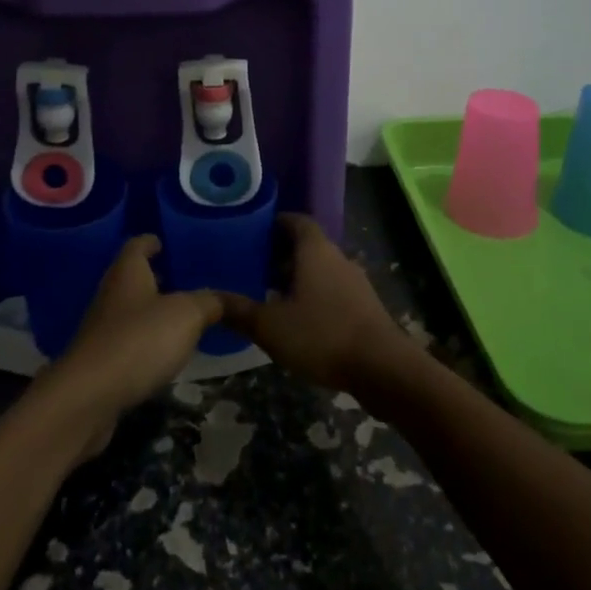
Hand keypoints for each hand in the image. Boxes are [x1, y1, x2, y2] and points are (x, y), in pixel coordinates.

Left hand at [45, 236, 221, 459]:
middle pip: (133, 277)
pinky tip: (165, 353)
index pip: (138, 244)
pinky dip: (145, 342)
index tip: (166, 242)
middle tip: (184, 279)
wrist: (88, 397)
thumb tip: (224, 298)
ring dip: (152, 311)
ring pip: (131, 310)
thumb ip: (209, 302)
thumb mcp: (187, 315)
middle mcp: (111, 294)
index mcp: (128, 271)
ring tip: (182, 316)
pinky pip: (128, 342)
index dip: (152, 241)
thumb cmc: (139, 340)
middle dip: (155, 276)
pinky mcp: (101, 362)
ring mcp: (102, 329)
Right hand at [216, 214, 416, 393]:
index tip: (252, 233)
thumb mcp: (271, 326)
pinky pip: (332, 290)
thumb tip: (208, 299)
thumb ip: (239, 311)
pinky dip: (314, 296)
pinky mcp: (364, 307)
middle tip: (253, 267)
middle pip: (307, 245)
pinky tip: (298, 320)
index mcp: (315, 250)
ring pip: (320, 269)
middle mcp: (337, 257)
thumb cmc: (322, 334)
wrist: (383, 368)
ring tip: (271, 295)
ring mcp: (355, 282)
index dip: (275, 223)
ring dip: (298, 277)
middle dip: (281, 254)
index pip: (295, 220)